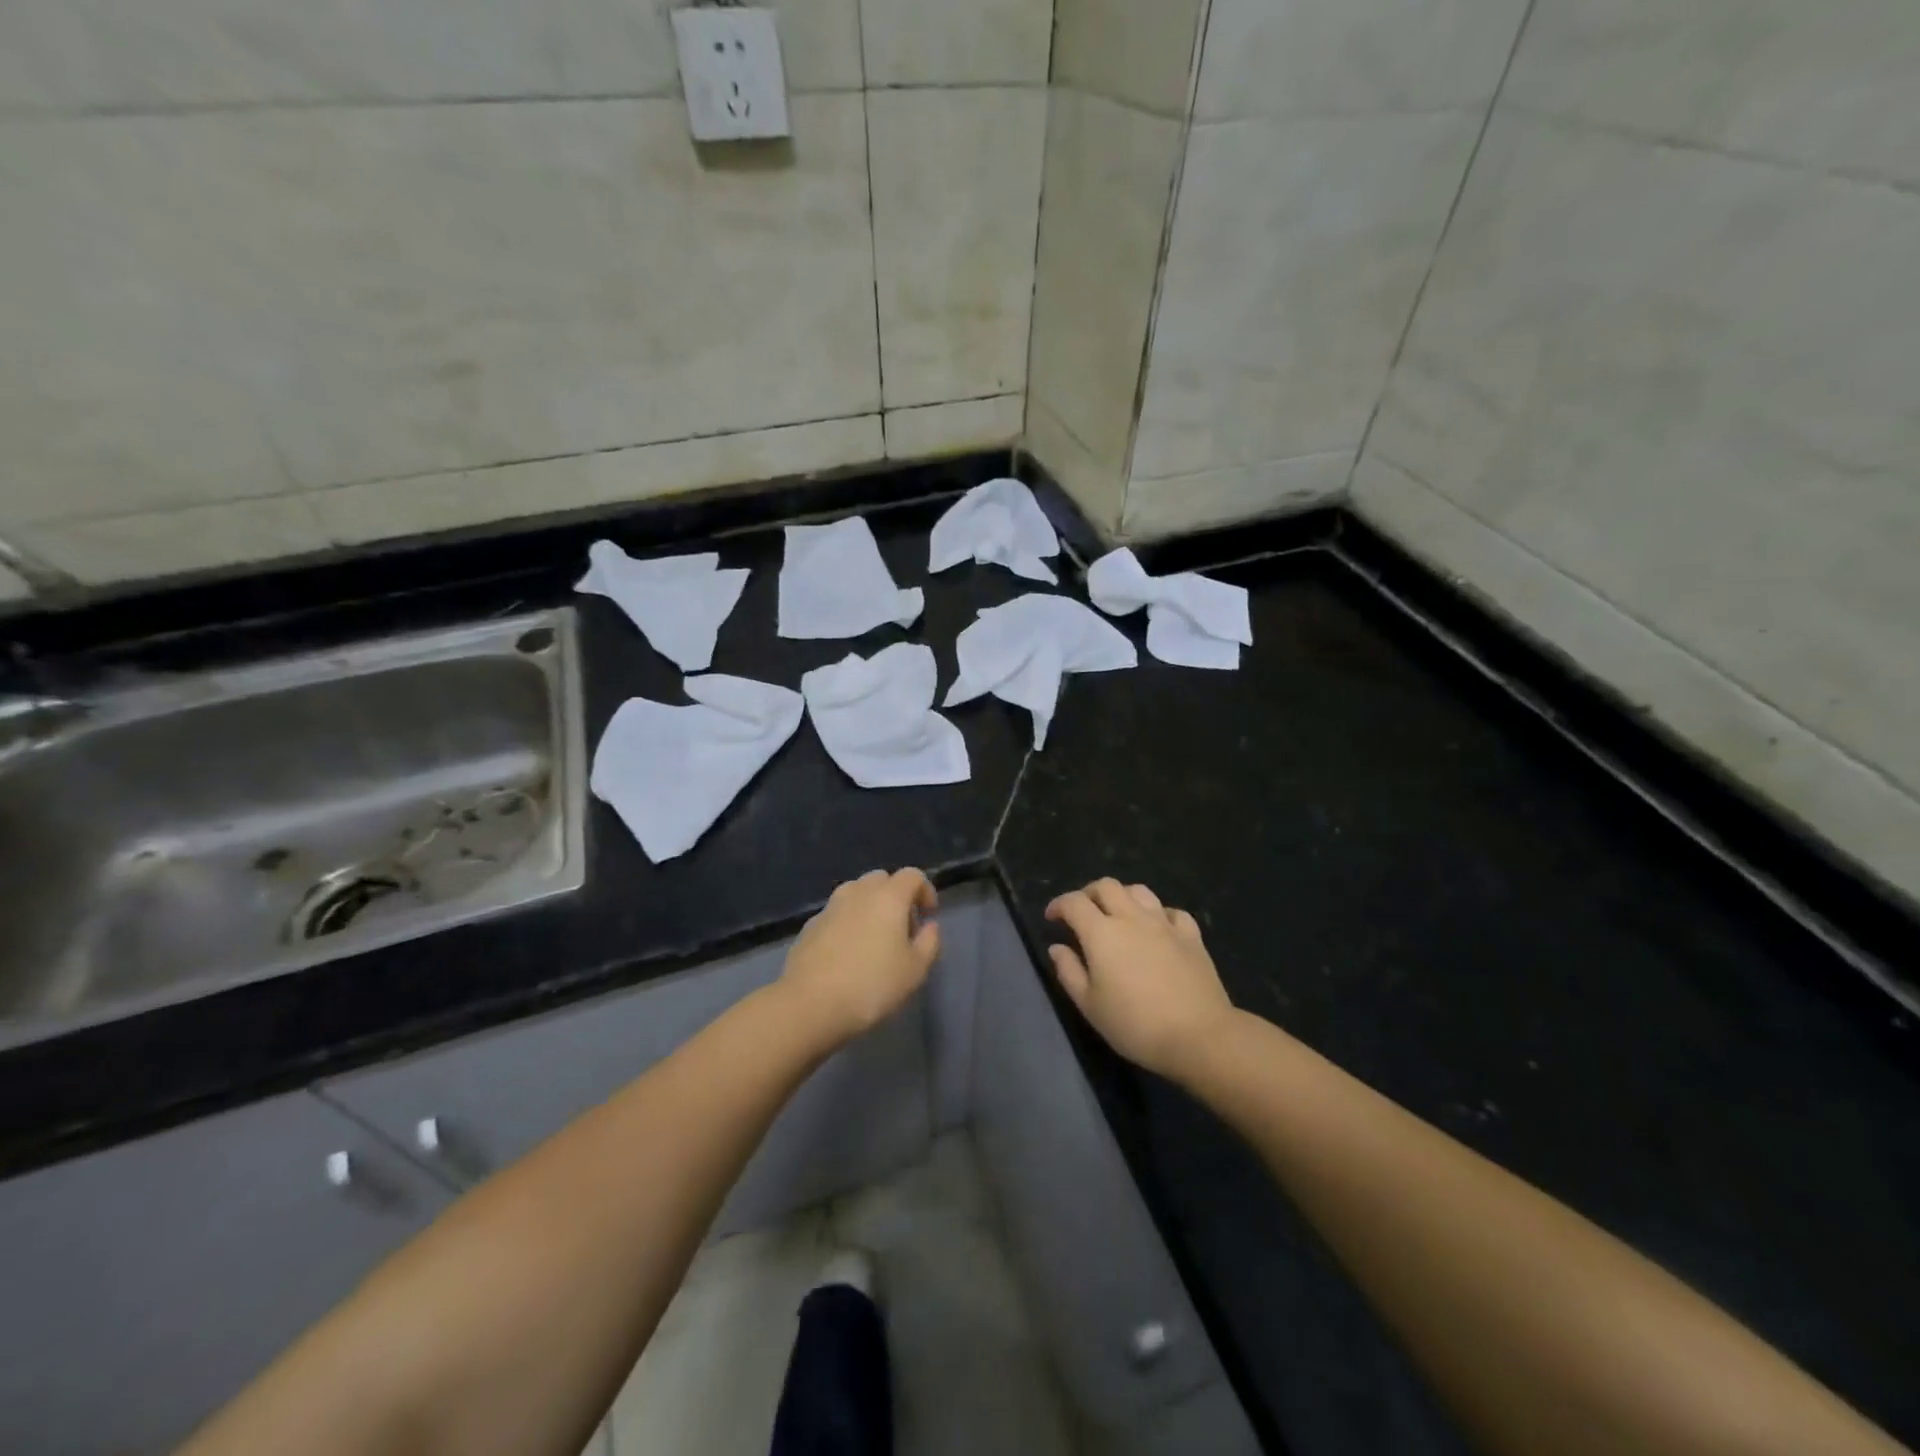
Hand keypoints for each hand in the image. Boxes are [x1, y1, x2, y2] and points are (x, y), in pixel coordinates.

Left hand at [782, 868, 939, 1043]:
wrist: (810, 1003)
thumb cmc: (872, 985)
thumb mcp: (915, 970)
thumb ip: (929, 942)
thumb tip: (929, 926)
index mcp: (888, 896)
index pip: (912, 875)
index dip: (925, 890)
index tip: (928, 916)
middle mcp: (858, 892)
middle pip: (882, 879)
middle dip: (896, 896)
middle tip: (902, 928)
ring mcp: (830, 906)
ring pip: (856, 893)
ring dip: (870, 907)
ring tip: (874, 939)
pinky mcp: (810, 925)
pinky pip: (837, 913)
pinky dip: (848, 922)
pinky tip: (848, 952)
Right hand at [1046, 879, 1236, 1080]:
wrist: (1198, 1035)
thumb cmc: (1135, 1024)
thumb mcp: (1090, 1005)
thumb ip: (1069, 972)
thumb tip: (1057, 948)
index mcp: (1101, 933)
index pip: (1074, 903)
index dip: (1058, 905)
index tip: (1052, 918)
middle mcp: (1131, 918)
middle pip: (1106, 886)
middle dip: (1088, 893)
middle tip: (1082, 913)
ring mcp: (1164, 923)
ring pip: (1139, 891)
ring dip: (1122, 896)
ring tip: (1117, 915)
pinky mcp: (1191, 935)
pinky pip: (1171, 911)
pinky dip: (1158, 914)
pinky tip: (1157, 928)